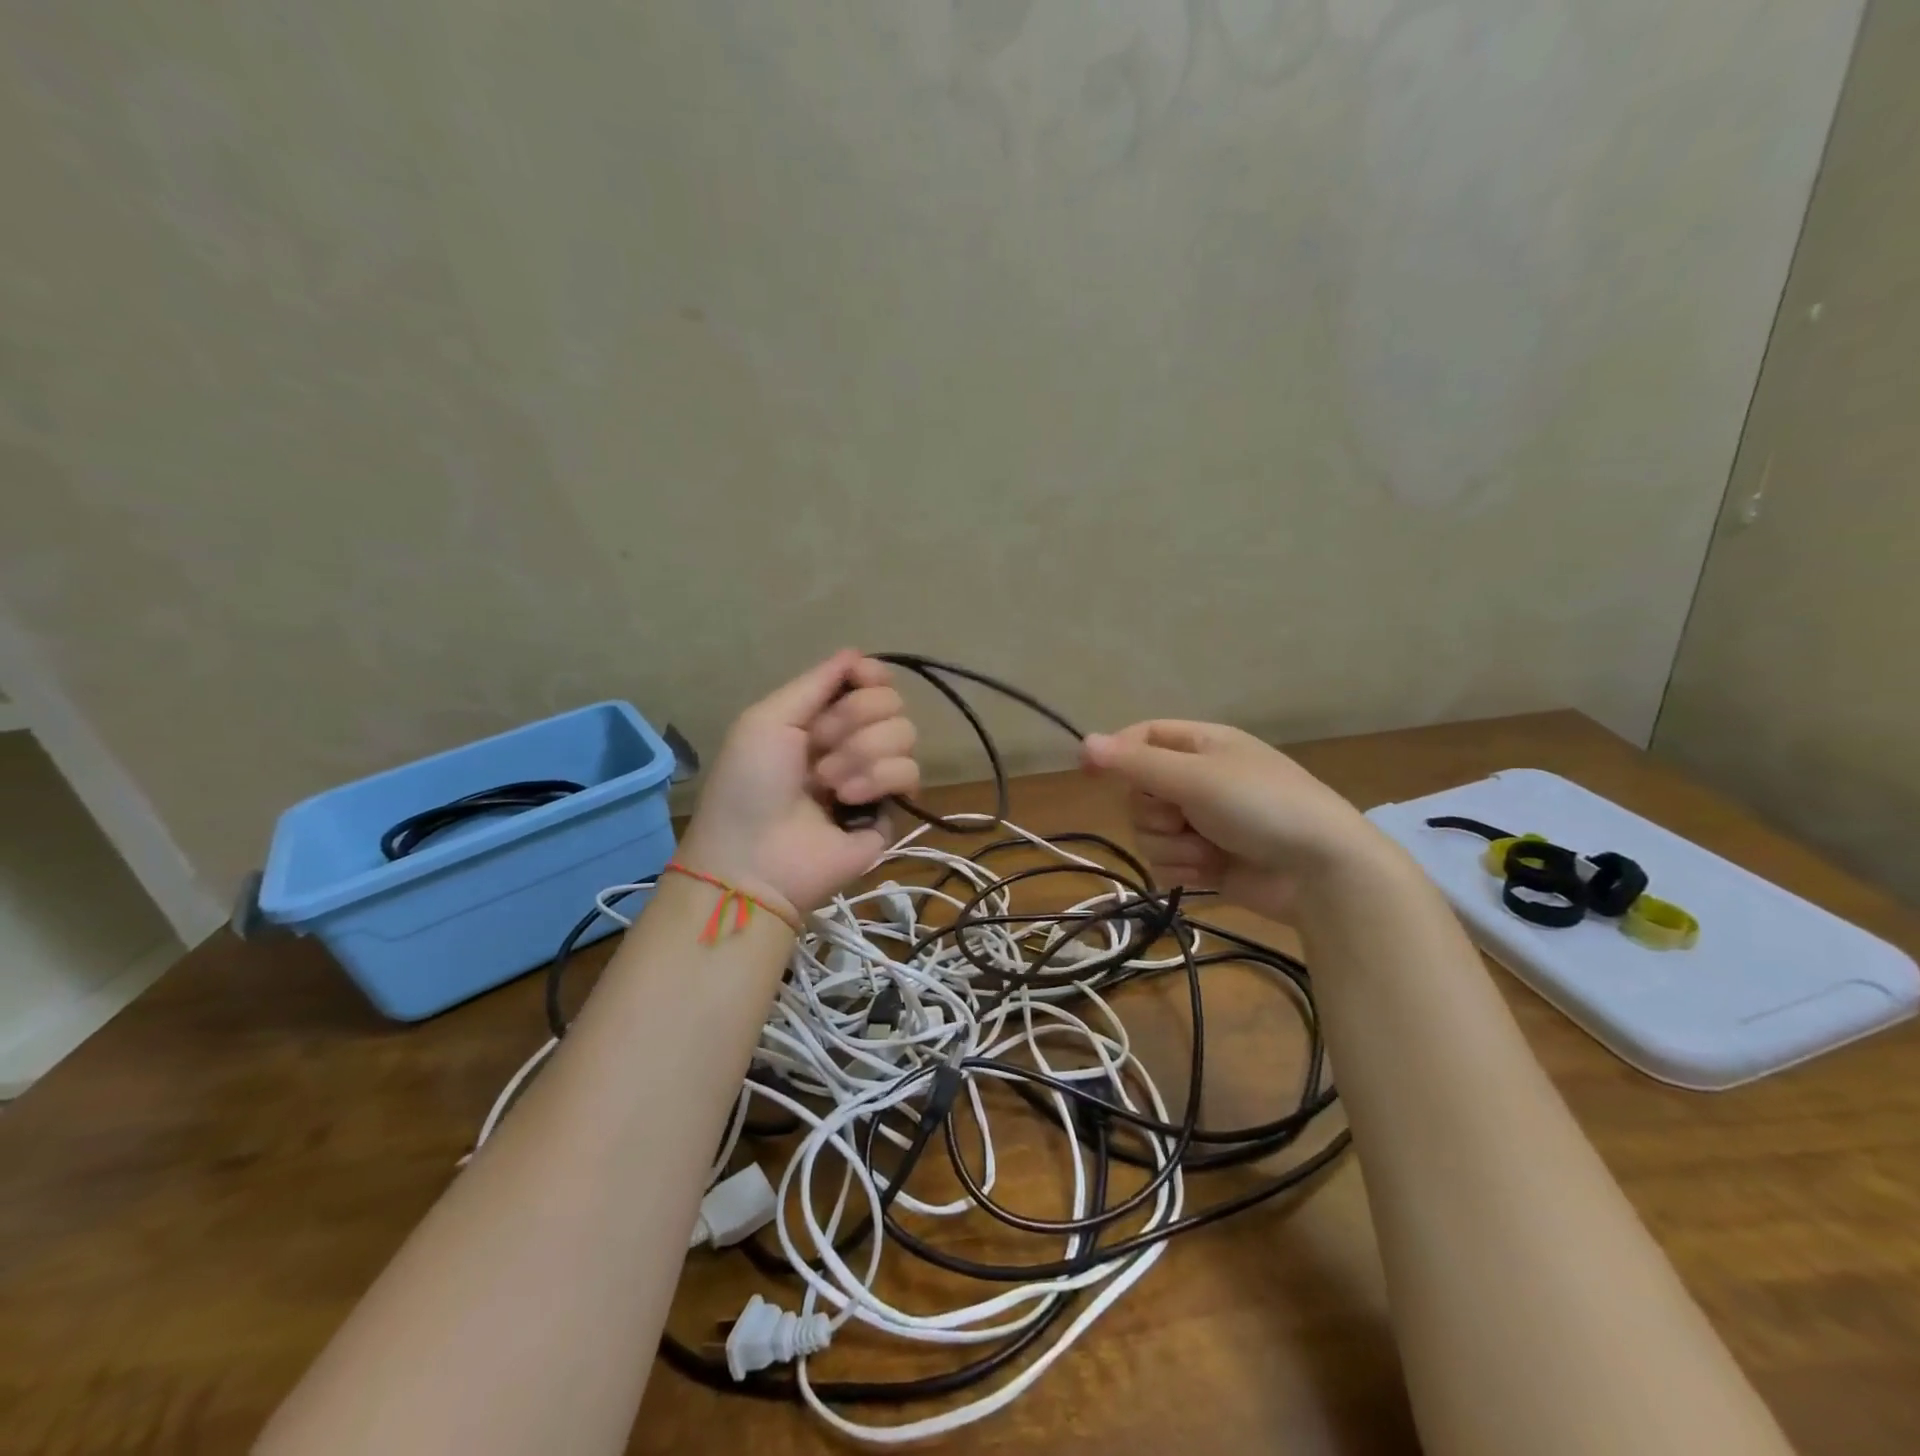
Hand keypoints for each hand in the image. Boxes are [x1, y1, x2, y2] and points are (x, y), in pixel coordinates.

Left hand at [676, 651, 920, 919]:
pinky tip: (847, 802)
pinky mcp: (893, 809)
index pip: (868, 680)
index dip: (870, 675)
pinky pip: (910, 772)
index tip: (861, 679)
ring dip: (861, 754)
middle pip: (891, 702)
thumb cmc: (749, 785)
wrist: (755, 860)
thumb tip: (858, 653)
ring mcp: (875, 776)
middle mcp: (852, 741)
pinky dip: (877, 780)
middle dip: (854, 719)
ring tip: (828, 784)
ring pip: (905, 734)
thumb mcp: (767, 720)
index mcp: (820, 717)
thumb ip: (816, 682)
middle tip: (819, 747)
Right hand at [1081, 720, 1383, 920]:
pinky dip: (1184, 870)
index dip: (1116, 752)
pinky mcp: (1206, 862)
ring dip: (1173, 846)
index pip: (1143, 737)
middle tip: (1184, 817)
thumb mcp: (1196, 778)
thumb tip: (1083, 742)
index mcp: (1202, 746)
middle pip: (1139, 791)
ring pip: (1149, 832)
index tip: (1089, 772)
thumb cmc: (1262, 807)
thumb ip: (1136, 764)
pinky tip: (1212, 872)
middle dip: (1155, 812)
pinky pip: (1166, 863)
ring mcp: (1202, 823)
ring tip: (1209, 851)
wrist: (1322, 873)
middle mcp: (1198, 780)